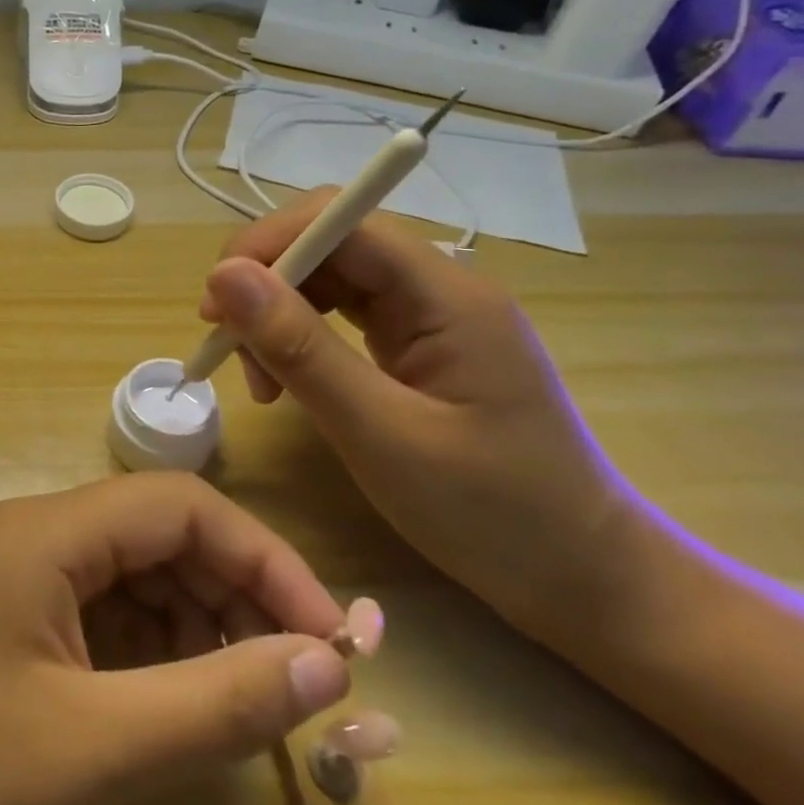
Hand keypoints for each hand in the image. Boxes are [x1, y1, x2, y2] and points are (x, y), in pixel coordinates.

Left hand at [0, 473, 352, 804]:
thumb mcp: (90, 749)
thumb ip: (215, 703)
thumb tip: (327, 663)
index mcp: (41, 531)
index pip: (178, 505)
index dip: (263, 559)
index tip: (333, 642)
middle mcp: (24, 537)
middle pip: (153, 536)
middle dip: (233, 595)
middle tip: (297, 682)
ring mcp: (5, 582)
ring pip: (126, 579)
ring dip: (193, 628)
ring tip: (243, 703)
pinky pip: (90, 619)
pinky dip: (145, 655)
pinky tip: (173, 709)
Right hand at [199, 190, 641, 637]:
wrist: (587, 582)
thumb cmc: (495, 516)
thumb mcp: (381, 435)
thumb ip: (301, 350)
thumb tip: (224, 275)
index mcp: (447, 294)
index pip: (341, 222)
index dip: (269, 244)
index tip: (216, 303)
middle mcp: (438, 287)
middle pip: (329, 243)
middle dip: (265, 283)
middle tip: (225, 346)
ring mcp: (429, 316)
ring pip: (328, 278)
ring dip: (276, 314)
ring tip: (258, 380)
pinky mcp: (418, 345)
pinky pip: (341, 315)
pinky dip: (299, 338)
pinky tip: (284, 380)